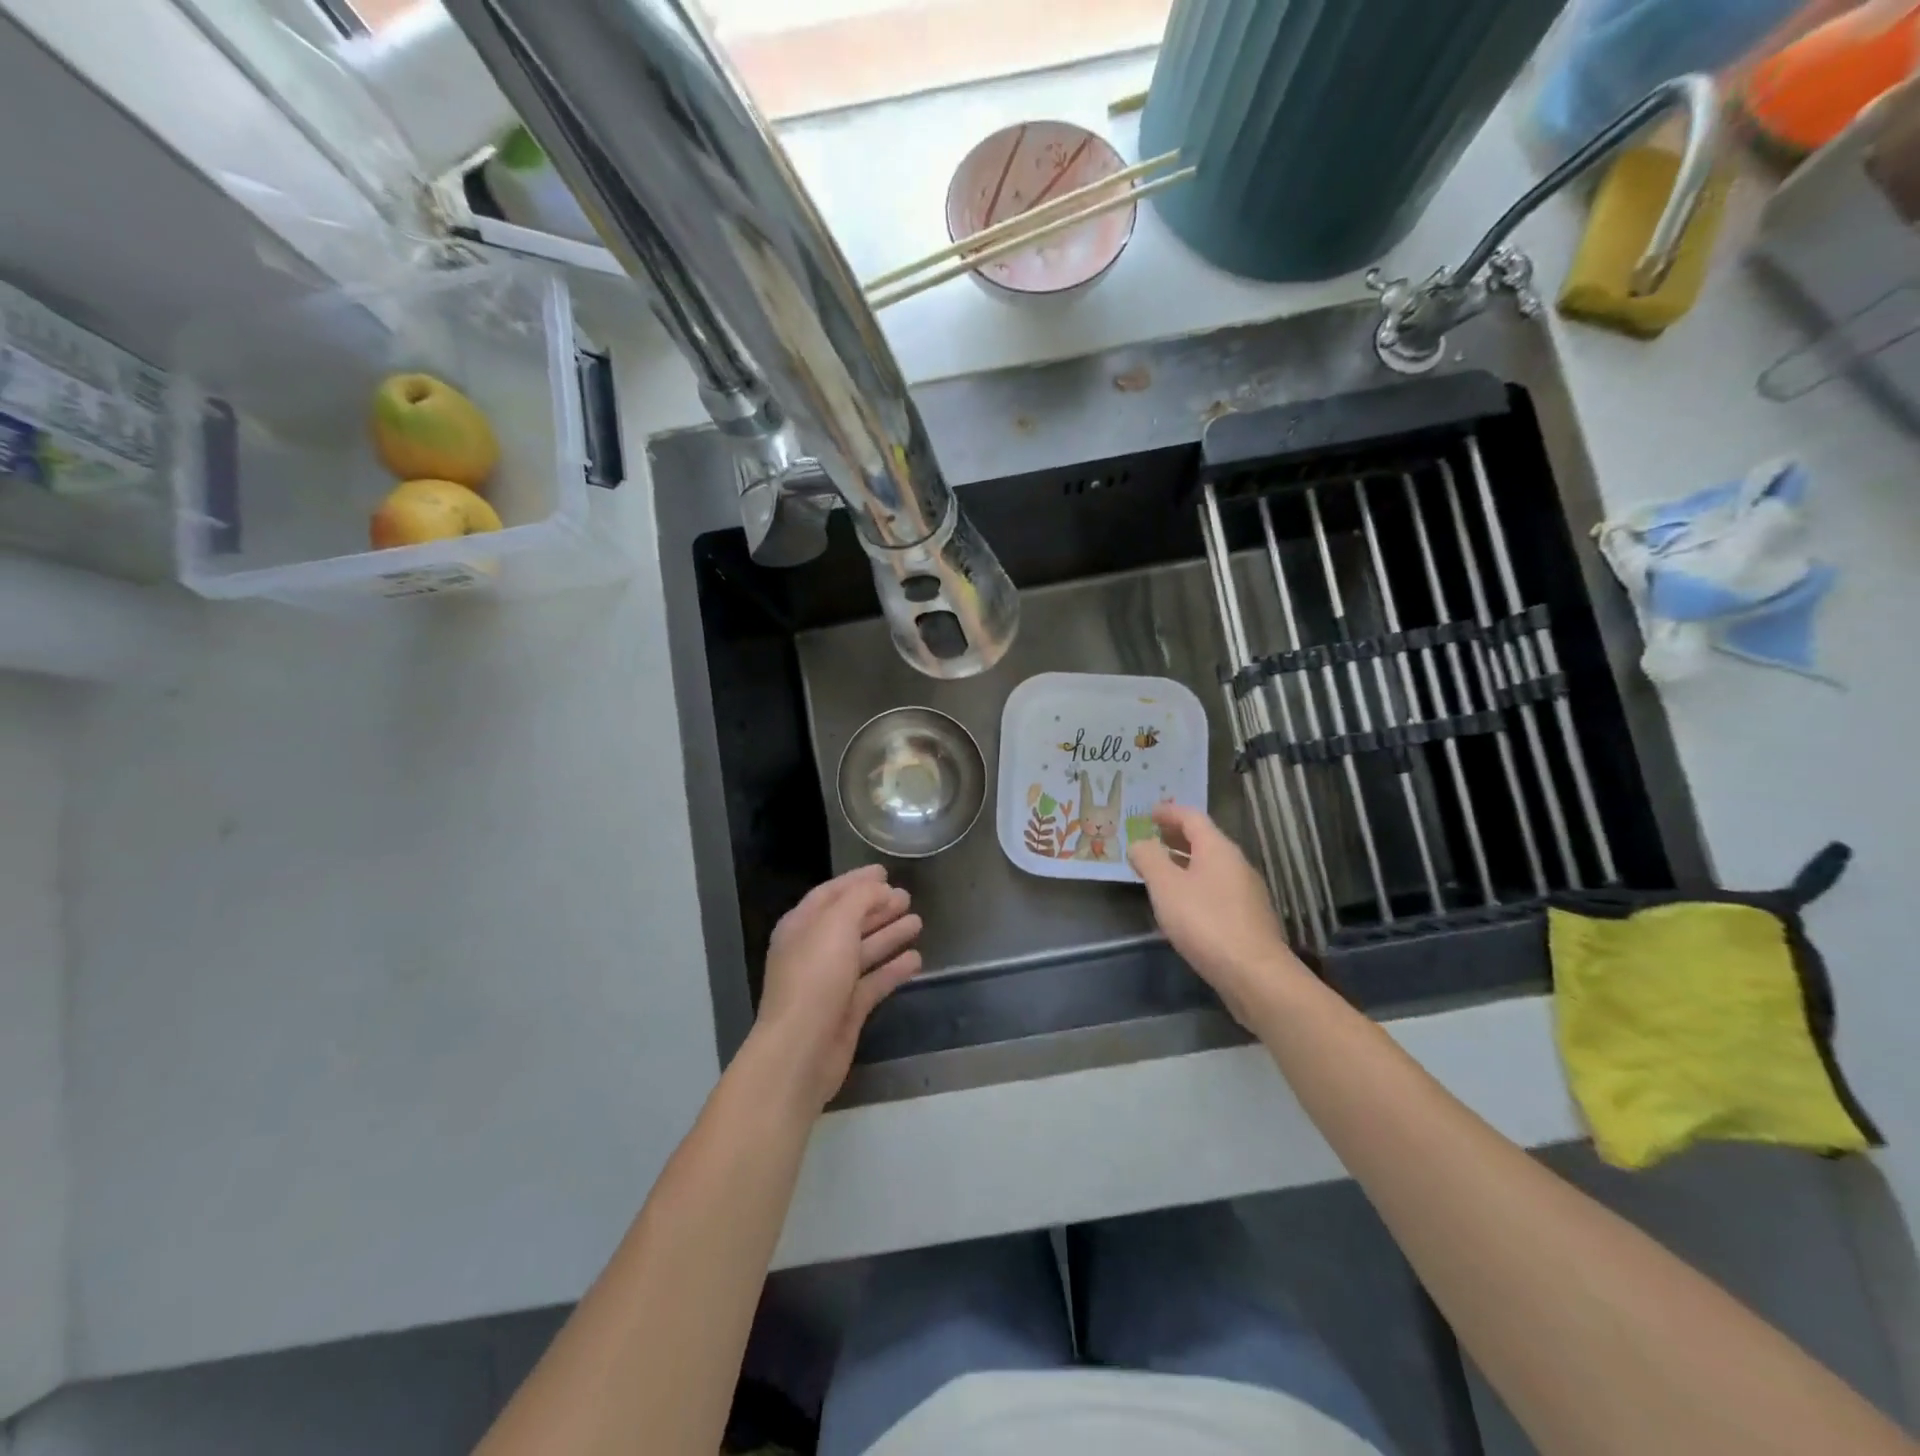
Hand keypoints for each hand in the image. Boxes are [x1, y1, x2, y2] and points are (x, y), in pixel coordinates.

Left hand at [751, 865, 923, 1112]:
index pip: (831, 893)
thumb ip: (860, 898)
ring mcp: (830, 981)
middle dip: (877, 906)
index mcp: (801, 926)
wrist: (801, 1050)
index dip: (857, 881)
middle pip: (849, 921)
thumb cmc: (815, 977)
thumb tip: (880, 888)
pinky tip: (916, 959)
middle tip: (907, 896)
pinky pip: (874, 981)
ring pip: (864, 950)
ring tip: (918, 921)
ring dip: (889, 934)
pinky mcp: (847, 1009)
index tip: (885, 871)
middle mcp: (814, 950)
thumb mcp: (836, 924)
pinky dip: (893, 969)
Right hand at [1128, 802, 1307, 1028]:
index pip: (1192, 818)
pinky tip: (1182, 903)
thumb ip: (1149, 859)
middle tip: (1152, 837)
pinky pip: (1217, 889)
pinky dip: (1196, 884)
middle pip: (1204, 840)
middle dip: (1176, 836)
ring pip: (1211, 866)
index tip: (1148, 813)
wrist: (1254, 974)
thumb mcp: (1166, 887)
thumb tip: (1139, 843)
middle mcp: (1237, 864)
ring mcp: (1246, 892)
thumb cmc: (1205, 922)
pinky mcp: (1248, 918)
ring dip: (1185, 862)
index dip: (1169, 813)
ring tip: (1161, 870)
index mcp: (1218, 849)